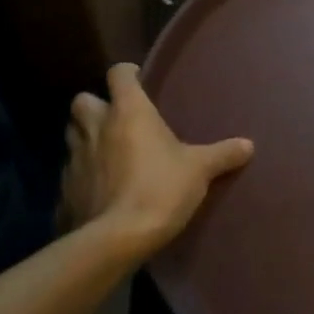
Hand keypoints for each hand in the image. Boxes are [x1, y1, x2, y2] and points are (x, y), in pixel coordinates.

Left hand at [63, 63, 253, 258]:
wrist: (115, 239)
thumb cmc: (160, 189)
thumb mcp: (199, 170)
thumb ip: (222, 154)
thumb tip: (248, 145)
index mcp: (128, 111)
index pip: (118, 73)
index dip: (127, 74)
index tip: (140, 81)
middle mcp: (95, 127)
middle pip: (82, 100)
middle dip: (95, 105)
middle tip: (116, 119)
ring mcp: (75, 158)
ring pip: (72, 135)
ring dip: (85, 138)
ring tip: (107, 152)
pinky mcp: (64, 190)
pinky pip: (70, 174)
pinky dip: (82, 176)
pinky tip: (98, 190)